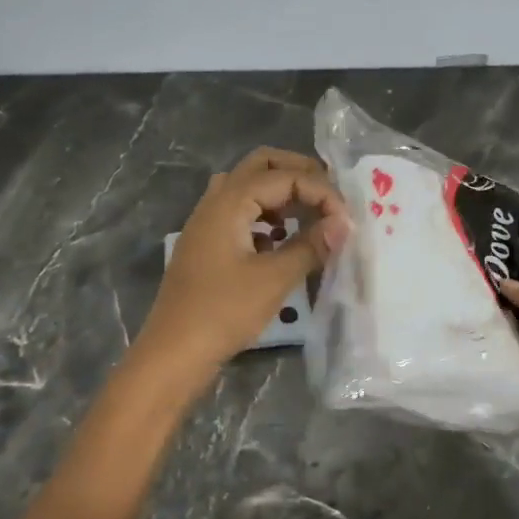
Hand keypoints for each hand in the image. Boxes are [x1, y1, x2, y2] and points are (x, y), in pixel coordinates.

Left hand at [130, 148, 349, 397]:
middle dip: (298, 174)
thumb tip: (343, 225)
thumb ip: (310, 246)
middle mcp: (214, 202)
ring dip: (280, 194)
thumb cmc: (223, 311)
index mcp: (229, 202)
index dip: (320, 191)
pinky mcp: (206, 245)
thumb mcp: (274, 279)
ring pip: (248, 188)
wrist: (173, 352)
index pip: (283, 176)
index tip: (345, 220)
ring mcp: (206, 223)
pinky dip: (265, 216)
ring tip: (309, 216)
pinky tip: (281, 242)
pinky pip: (239, 214)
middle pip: (260, 166)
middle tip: (328, 195)